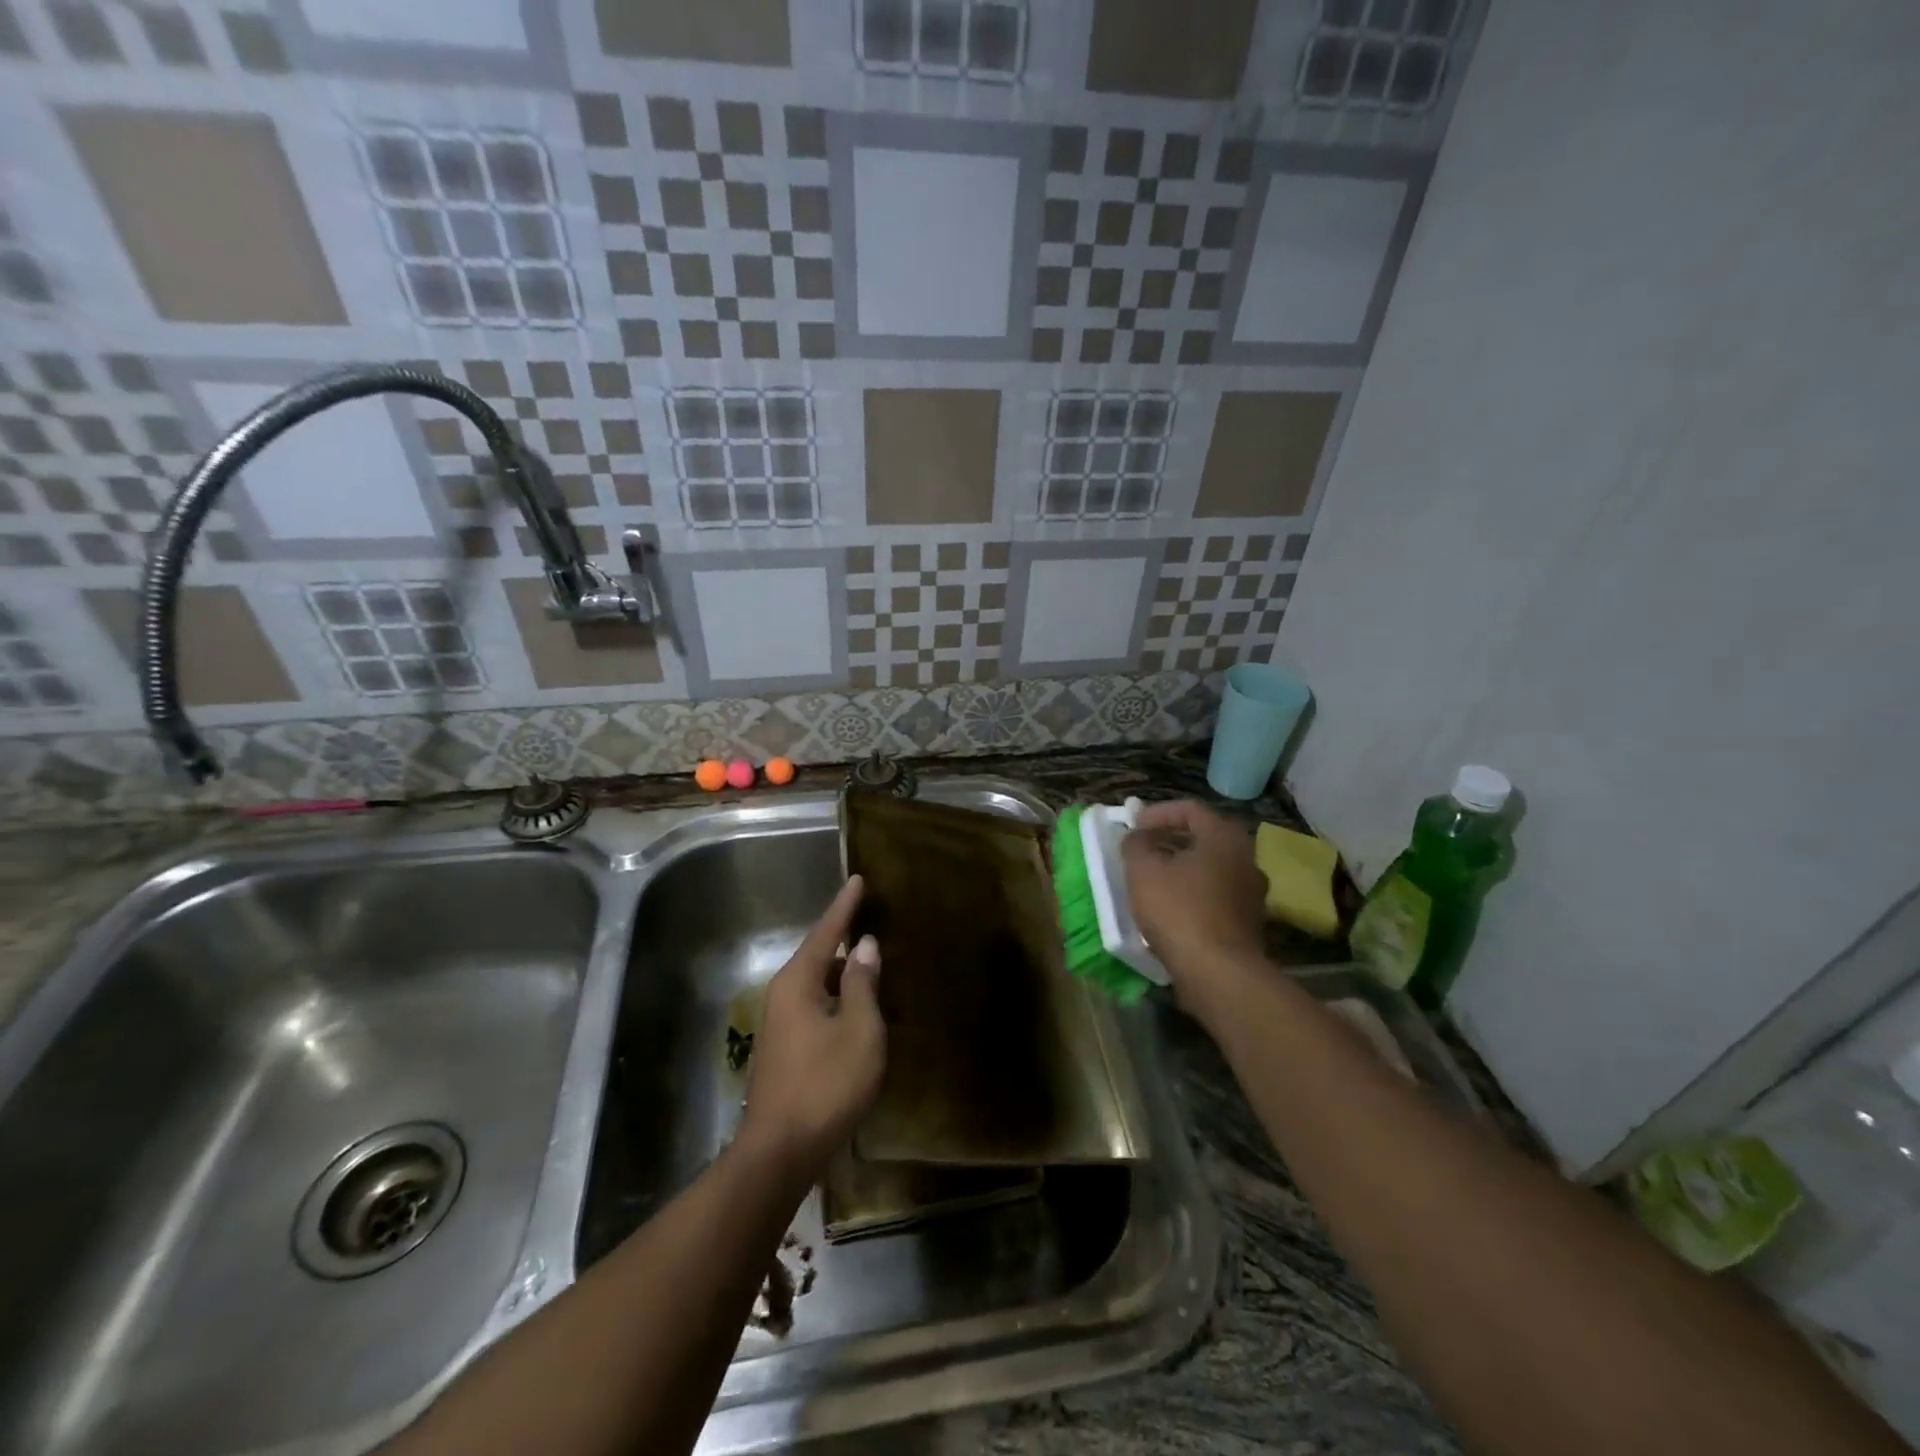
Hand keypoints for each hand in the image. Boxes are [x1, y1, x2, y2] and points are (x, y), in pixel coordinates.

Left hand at [738, 876, 885, 1176]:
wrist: (780, 1151)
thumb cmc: (825, 1084)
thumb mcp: (858, 1030)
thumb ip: (862, 984)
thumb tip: (864, 946)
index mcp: (798, 982)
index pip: (825, 932)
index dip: (844, 906)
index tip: (857, 879)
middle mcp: (782, 995)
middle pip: (817, 956)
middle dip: (842, 939)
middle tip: (870, 920)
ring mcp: (779, 1024)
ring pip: (816, 984)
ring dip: (842, 973)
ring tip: (870, 963)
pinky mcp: (784, 1049)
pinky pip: (814, 1006)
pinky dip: (837, 998)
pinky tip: (856, 1009)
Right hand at [1122, 800, 1268, 1016]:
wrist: (1219, 973)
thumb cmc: (1179, 911)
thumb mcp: (1143, 871)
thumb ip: (1136, 844)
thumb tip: (1137, 836)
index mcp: (1224, 837)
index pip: (1191, 809)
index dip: (1158, 813)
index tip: (1134, 827)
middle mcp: (1246, 858)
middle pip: (1205, 836)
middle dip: (1171, 839)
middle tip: (1144, 848)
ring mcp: (1252, 892)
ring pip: (1213, 867)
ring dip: (1183, 867)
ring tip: (1154, 879)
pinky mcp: (1249, 921)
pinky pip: (1218, 894)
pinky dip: (1195, 892)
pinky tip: (1173, 908)